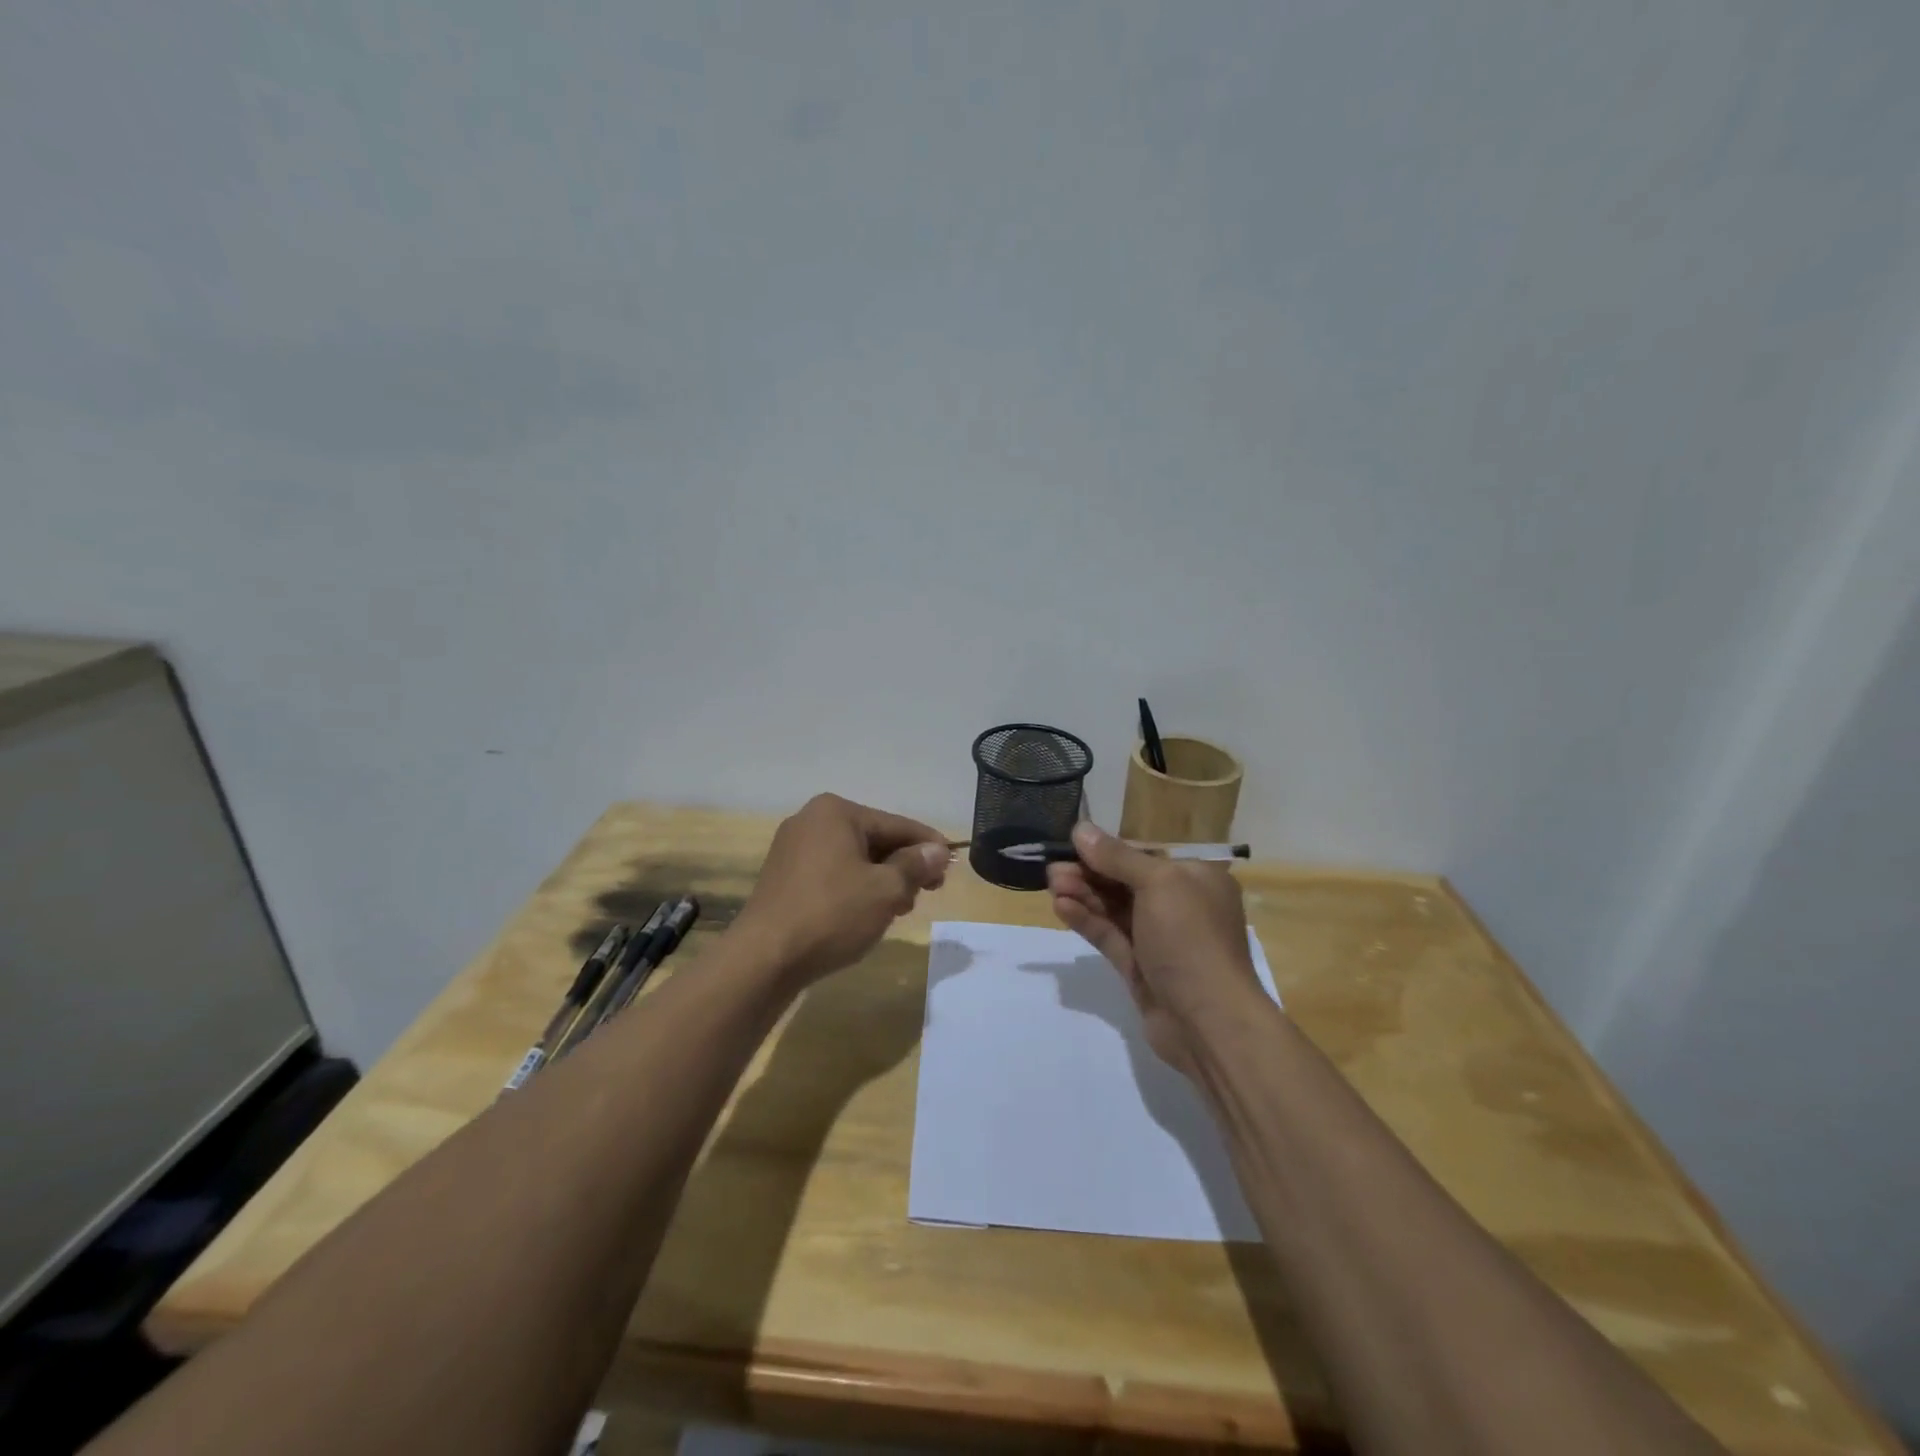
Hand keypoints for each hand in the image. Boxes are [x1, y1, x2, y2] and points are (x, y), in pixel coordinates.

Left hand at [732, 793, 948, 986]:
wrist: (763, 959)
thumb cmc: (831, 914)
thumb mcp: (885, 890)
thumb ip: (915, 866)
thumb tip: (937, 851)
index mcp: (836, 812)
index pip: (896, 824)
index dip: (928, 845)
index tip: (952, 864)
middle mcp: (811, 821)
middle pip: (874, 839)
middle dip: (903, 866)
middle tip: (928, 892)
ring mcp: (793, 849)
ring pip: (854, 859)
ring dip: (881, 880)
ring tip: (900, 908)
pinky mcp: (784, 878)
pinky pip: (832, 874)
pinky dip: (855, 888)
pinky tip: (868, 913)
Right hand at [1047, 822, 1262, 1074]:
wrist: (1208, 1022)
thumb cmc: (1191, 938)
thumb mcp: (1158, 884)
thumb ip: (1117, 857)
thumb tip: (1081, 829)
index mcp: (1196, 879)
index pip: (1145, 855)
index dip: (1107, 850)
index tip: (1071, 845)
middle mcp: (1179, 905)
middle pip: (1125, 881)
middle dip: (1089, 873)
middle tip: (1052, 869)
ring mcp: (1159, 939)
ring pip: (1114, 909)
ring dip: (1083, 894)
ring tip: (1051, 885)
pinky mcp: (1139, 967)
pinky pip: (1109, 936)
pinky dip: (1086, 920)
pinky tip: (1061, 907)